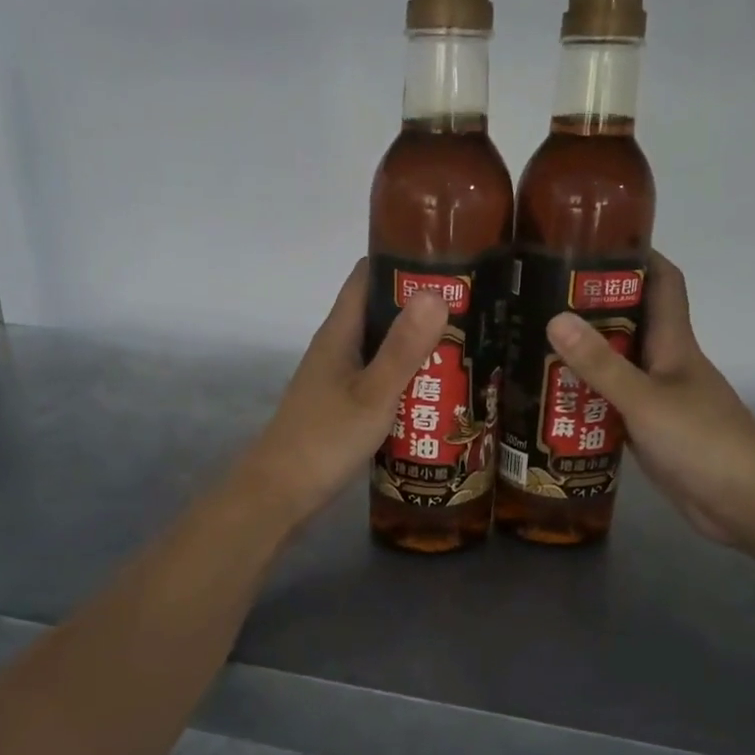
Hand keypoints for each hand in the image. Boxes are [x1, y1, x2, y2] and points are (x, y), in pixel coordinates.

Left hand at [240, 260, 448, 527]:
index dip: (403, 261)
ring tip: (466, 348)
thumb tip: (436, 292)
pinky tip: (436, 392)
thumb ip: (403, 348)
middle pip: (380, 312)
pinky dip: (406, 379)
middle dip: (421, 309)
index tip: (449, 262)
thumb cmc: (325, 439)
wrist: (281, 492)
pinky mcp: (343, 406)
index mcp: (340, 333)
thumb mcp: (373, 394)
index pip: (368, 276)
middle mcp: (337, 348)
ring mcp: (339, 378)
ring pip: (382, 349)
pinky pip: (380, 379)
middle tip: (473, 312)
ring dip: (417, 347)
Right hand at [546, 252, 754, 549]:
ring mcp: (660, 401)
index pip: (663, 283)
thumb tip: (555, 318)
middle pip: (630, 324)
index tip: (590, 245)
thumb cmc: (702, 441)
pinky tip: (555, 406)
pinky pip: (614, 407)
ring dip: (584, 360)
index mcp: (675, 343)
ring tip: (533, 351)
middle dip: (590, 311)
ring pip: (619, 368)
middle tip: (538, 305)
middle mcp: (668, 365)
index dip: (635, 258)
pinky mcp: (652, 434)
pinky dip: (589, 403)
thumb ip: (600, 364)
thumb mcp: (645, 399)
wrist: (746, 503)